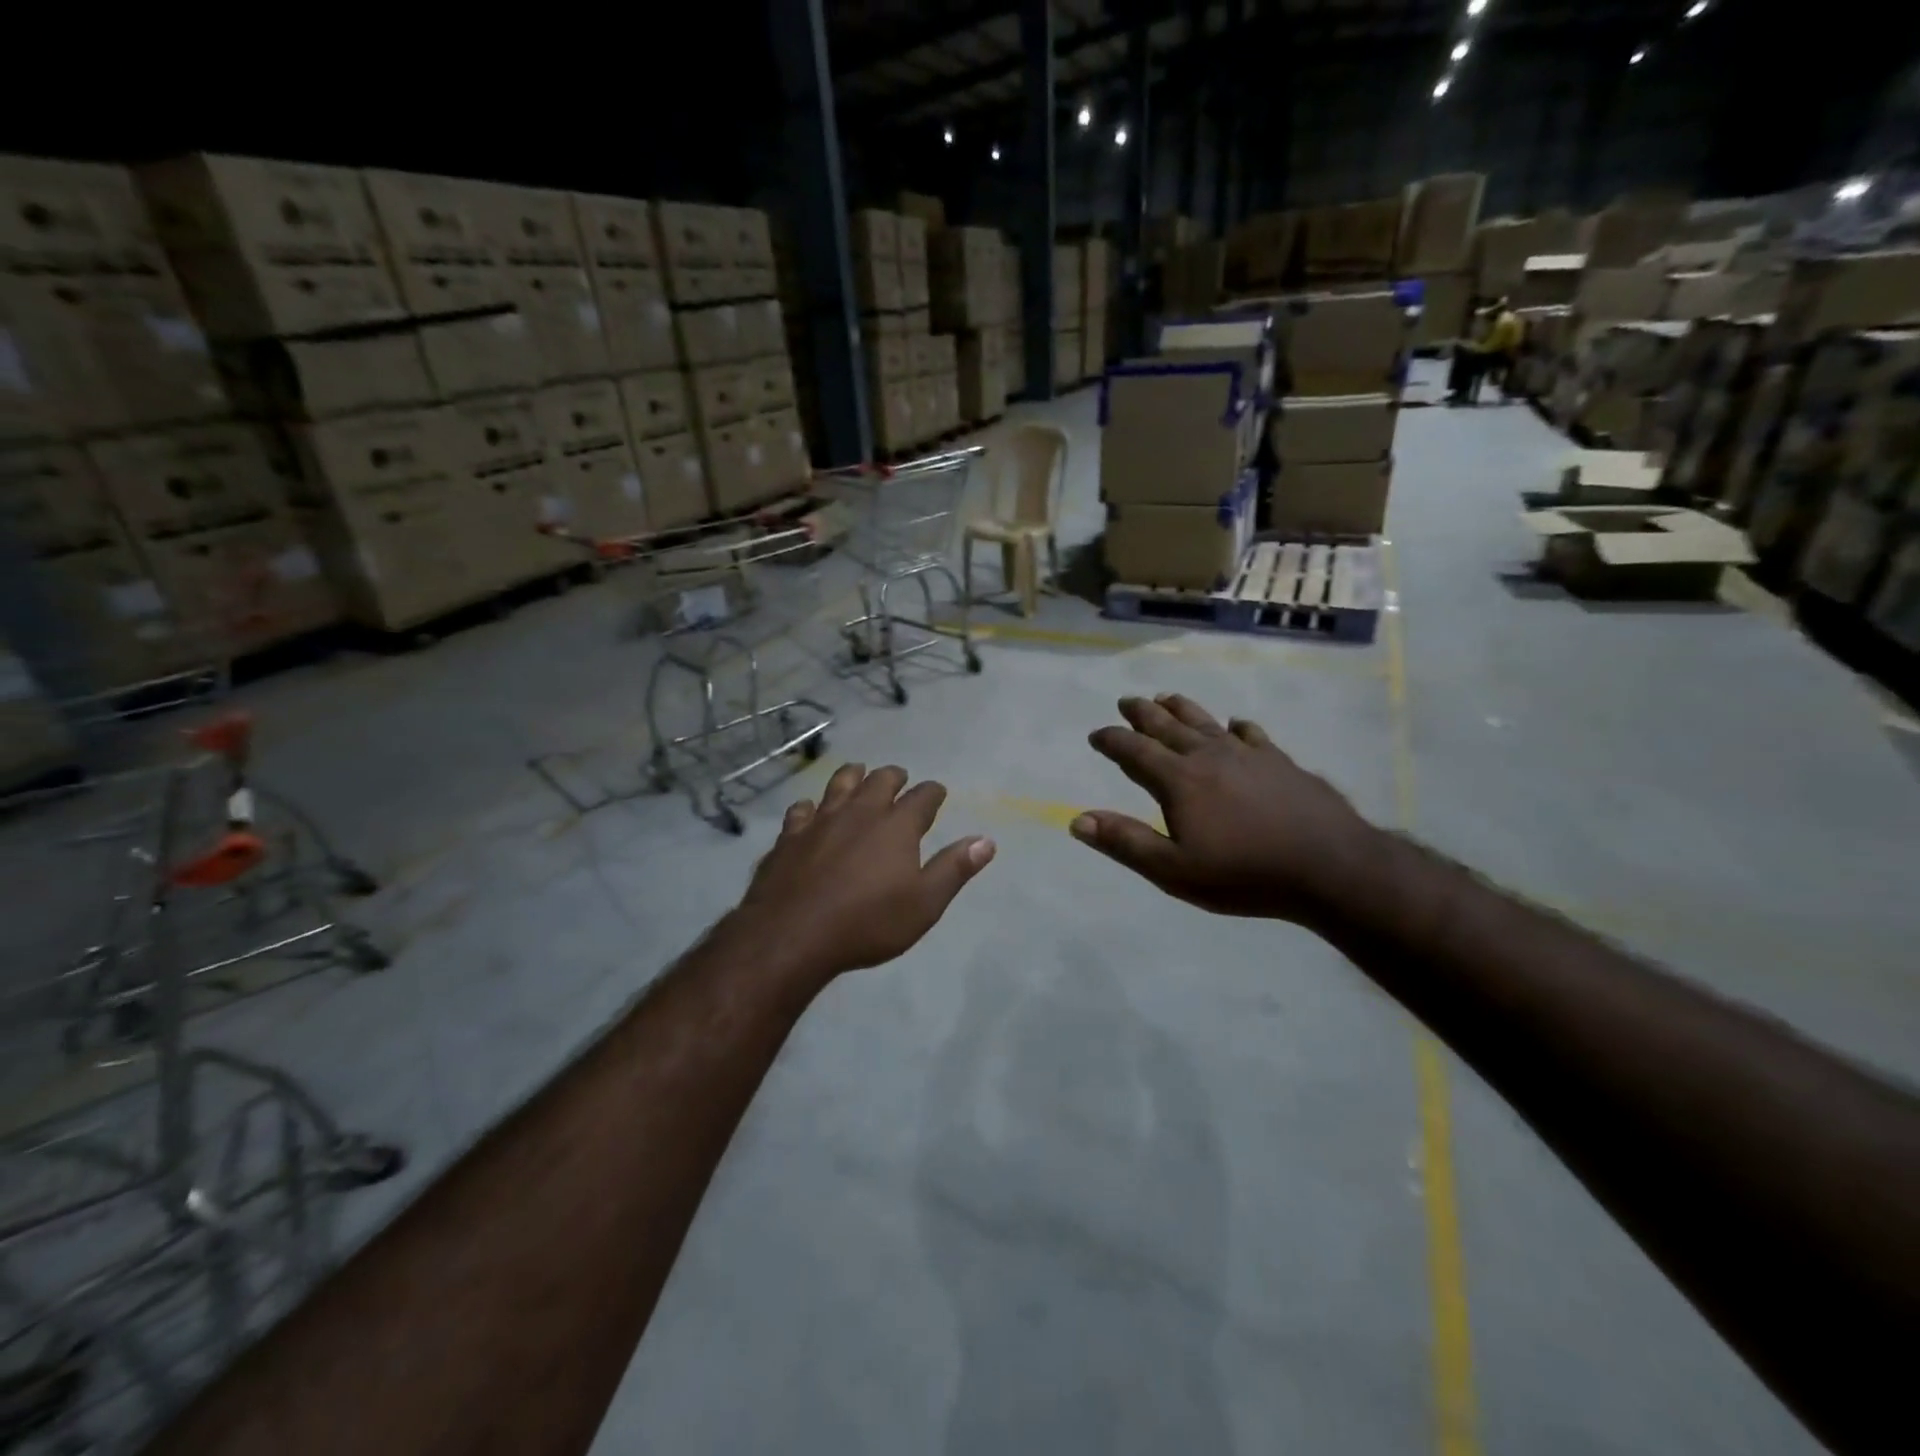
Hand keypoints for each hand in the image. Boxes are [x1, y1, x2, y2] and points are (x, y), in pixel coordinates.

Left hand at [735, 763, 995, 980]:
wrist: (793, 934)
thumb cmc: (868, 922)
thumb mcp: (924, 903)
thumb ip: (954, 868)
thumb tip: (986, 840)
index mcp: (897, 826)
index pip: (922, 797)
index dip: (933, 792)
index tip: (937, 792)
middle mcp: (860, 812)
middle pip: (880, 781)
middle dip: (893, 776)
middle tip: (899, 777)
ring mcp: (821, 820)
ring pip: (839, 784)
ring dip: (852, 776)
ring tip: (858, 773)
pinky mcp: (790, 836)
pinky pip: (801, 810)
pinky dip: (810, 807)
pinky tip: (809, 811)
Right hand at [1072, 694, 1380, 922]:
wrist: (1330, 866)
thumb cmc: (1244, 874)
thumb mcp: (1174, 870)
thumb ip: (1125, 842)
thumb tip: (1077, 820)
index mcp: (1179, 780)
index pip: (1135, 751)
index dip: (1112, 741)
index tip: (1096, 734)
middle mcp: (1209, 756)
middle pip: (1168, 726)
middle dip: (1143, 713)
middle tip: (1127, 701)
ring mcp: (1249, 755)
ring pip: (1206, 722)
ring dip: (1182, 708)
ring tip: (1167, 696)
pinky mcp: (1281, 762)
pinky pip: (1252, 735)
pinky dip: (1238, 727)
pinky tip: (1237, 724)